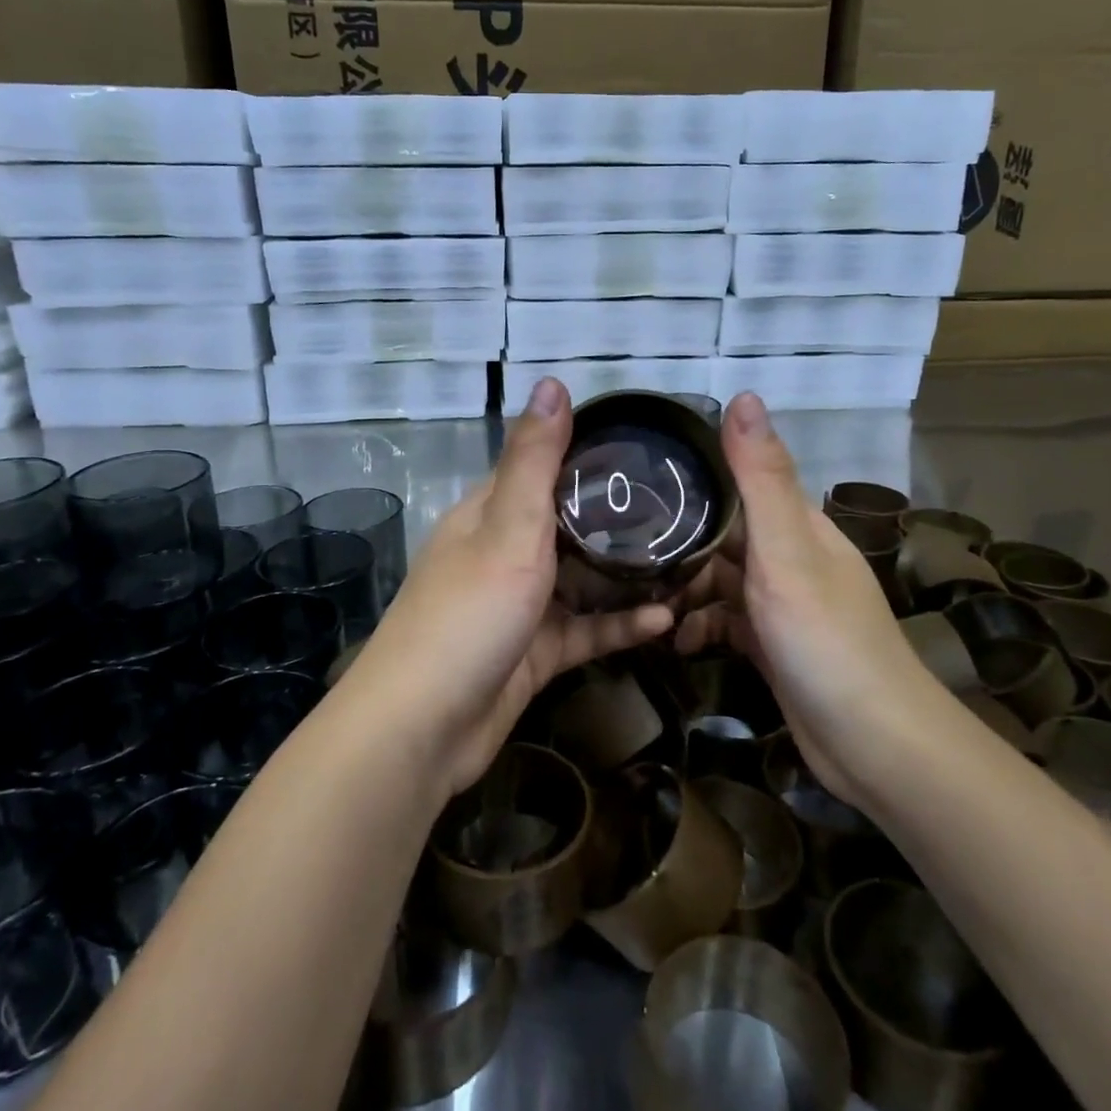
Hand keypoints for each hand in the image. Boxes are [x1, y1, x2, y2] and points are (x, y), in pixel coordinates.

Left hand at [346, 378, 674, 796]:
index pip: (541, 467)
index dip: (588, 454)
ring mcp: (519, 606)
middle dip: (619, 519)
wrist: (422, 728)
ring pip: (581, 580)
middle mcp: (502, 552)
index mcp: (489, 514)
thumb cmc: (468, 615)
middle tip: (685, 510)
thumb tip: (552, 381)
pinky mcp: (534, 653)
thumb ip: (535, 461)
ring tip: (688, 562)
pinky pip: (584, 630)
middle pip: (567, 524)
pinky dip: (619, 625)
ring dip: (626, 576)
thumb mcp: (508, 529)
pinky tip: (665, 621)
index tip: (647, 449)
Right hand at [674, 394, 941, 802]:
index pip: (738, 483)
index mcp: (797, 525)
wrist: (873, 745)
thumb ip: (761, 478)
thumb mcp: (787, 552)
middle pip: (723, 533)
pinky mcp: (772, 644)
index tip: (634, 482)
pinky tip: (676, 640)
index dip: (690, 479)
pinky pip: (725, 621)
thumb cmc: (826, 639)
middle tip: (619, 548)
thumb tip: (743, 395)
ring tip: (637, 596)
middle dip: (677, 540)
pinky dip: (700, 626)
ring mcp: (781, 603)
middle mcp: (790, 556)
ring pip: (719, 579)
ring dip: (683, 587)